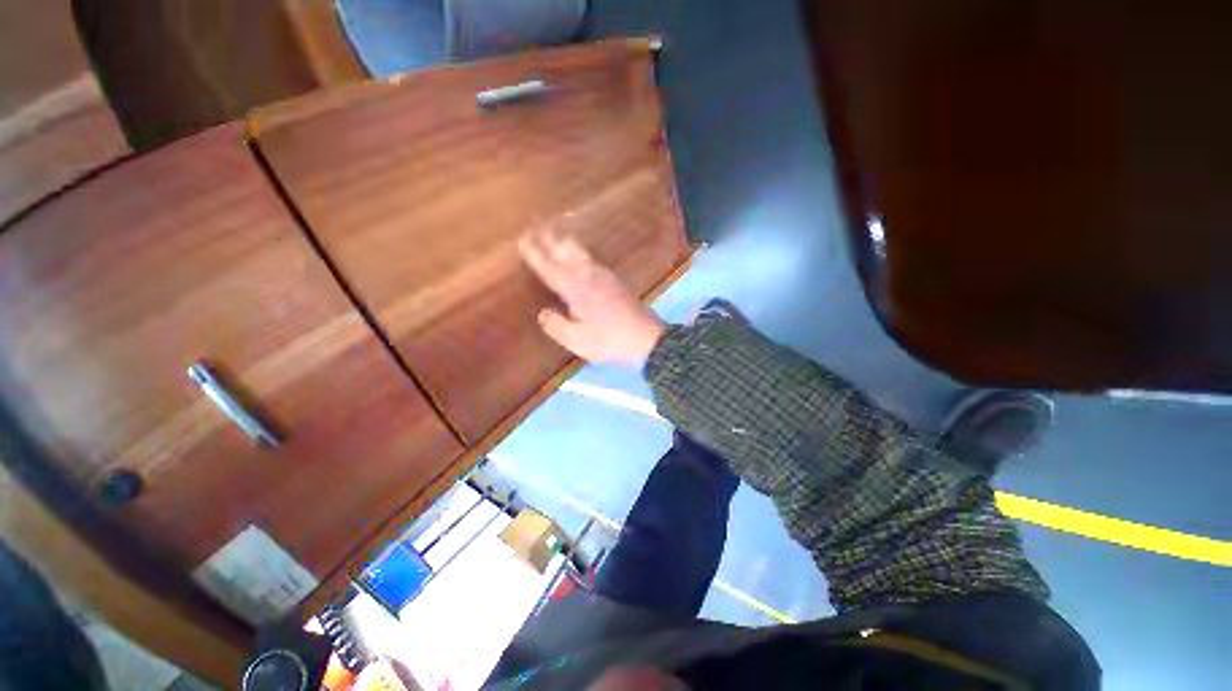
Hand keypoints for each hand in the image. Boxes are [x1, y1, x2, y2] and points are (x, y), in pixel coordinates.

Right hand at [518, 228, 665, 364]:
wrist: (645, 338)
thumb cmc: (609, 340)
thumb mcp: (577, 340)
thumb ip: (556, 325)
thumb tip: (542, 313)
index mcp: (575, 289)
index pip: (550, 268)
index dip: (535, 254)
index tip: (522, 238)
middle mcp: (588, 276)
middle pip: (566, 251)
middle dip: (549, 238)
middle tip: (535, 225)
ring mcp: (604, 276)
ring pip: (580, 251)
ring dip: (565, 241)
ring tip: (555, 232)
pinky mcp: (615, 281)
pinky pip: (592, 258)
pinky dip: (580, 251)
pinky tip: (581, 255)